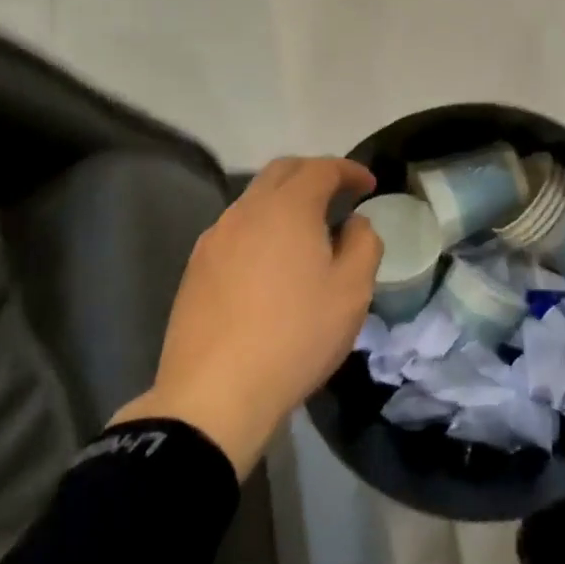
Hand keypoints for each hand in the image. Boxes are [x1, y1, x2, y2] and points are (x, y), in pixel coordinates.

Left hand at [112, 157, 380, 476]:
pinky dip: (261, 228)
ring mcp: (215, 238)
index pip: (322, 167)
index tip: (369, 185)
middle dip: (314, 173)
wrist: (214, 395)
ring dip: (284, 201)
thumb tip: (354, 223)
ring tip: (306, 232)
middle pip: (283, 172)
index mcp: (288, 207)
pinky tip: (270, 262)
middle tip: (339, 195)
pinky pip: (235, 229)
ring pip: (254, 199)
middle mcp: (247, 210)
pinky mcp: (195, 268)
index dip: (350, 170)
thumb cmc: (296, 336)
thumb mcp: (352, 291)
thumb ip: (364, 243)